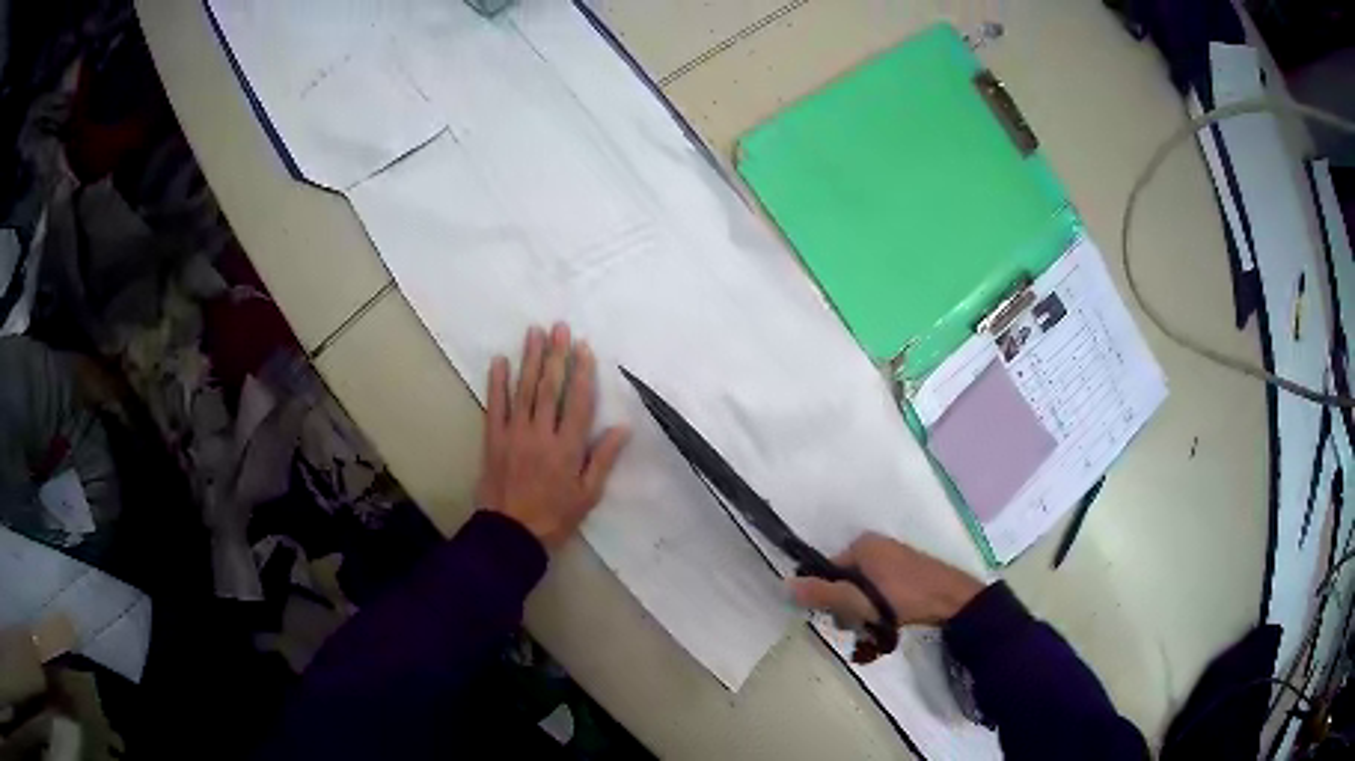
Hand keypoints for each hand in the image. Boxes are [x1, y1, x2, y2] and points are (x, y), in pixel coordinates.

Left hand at [476, 323, 629, 548]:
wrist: (511, 533)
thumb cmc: (555, 516)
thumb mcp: (587, 494)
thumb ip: (603, 459)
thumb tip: (623, 427)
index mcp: (568, 448)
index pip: (579, 402)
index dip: (583, 373)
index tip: (584, 348)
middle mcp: (541, 434)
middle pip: (550, 388)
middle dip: (556, 355)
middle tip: (559, 328)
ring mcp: (514, 433)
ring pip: (524, 390)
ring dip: (529, 359)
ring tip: (534, 332)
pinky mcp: (493, 438)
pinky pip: (495, 405)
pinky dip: (497, 382)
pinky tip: (499, 361)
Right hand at [788, 533, 983, 627]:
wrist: (952, 600)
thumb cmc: (903, 597)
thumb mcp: (859, 601)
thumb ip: (823, 594)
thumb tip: (785, 585)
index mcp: (862, 545)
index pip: (826, 571)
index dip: (828, 597)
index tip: (840, 618)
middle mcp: (875, 547)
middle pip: (844, 583)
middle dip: (847, 609)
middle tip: (860, 627)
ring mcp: (892, 560)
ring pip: (861, 592)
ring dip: (863, 614)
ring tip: (874, 632)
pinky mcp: (904, 574)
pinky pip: (878, 593)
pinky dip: (878, 611)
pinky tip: (886, 627)